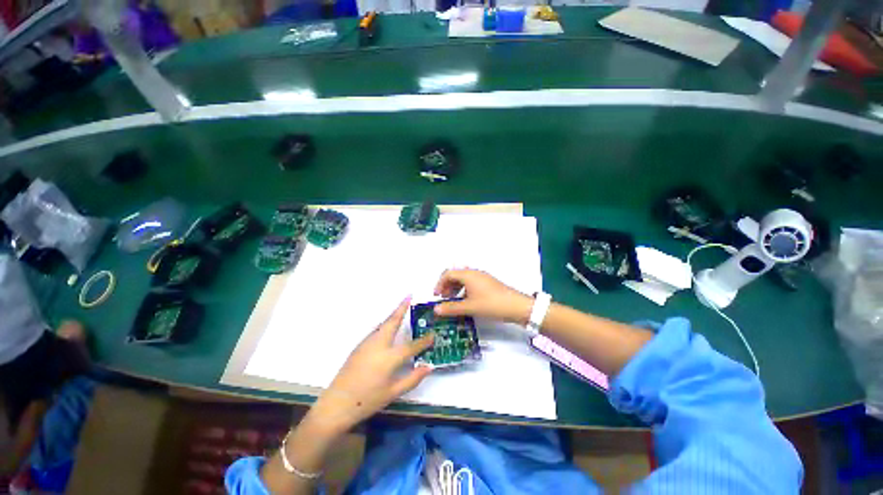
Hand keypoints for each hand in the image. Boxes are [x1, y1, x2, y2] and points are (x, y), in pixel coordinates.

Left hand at [305, 298, 434, 435]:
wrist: (336, 404)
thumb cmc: (367, 400)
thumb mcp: (393, 393)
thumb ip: (413, 379)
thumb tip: (429, 367)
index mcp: (389, 357)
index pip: (412, 346)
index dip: (424, 341)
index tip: (432, 334)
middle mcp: (379, 345)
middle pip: (393, 322)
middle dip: (401, 308)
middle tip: (409, 296)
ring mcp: (367, 343)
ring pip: (383, 324)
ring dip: (393, 315)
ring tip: (402, 308)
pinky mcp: (359, 346)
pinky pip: (376, 331)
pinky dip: (385, 324)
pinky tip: (388, 328)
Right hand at [433, 269, 533, 324]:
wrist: (516, 306)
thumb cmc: (491, 304)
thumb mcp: (470, 307)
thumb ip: (451, 308)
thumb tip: (436, 309)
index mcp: (468, 275)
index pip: (448, 273)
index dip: (439, 284)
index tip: (436, 296)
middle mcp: (474, 273)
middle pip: (455, 275)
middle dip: (446, 285)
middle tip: (443, 299)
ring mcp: (482, 277)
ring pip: (463, 279)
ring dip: (455, 288)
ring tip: (452, 301)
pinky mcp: (487, 283)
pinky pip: (471, 283)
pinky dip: (464, 290)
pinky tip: (465, 301)